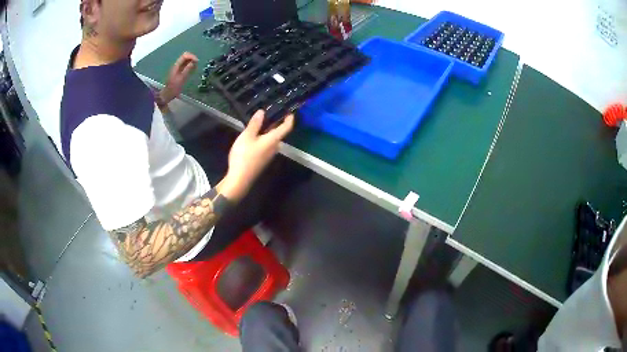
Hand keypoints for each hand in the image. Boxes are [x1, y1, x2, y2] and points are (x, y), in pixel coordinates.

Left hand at [159, 52, 197, 105]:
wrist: (167, 94)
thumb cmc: (174, 87)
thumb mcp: (182, 78)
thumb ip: (187, 69)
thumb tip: (193, 62)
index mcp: (177, 65)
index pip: (185, 55)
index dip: (192, 56)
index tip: (197, 61)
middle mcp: (177, 65)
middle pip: (185, 57)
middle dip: (192, 59)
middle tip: (197, 64)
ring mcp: (178, 68)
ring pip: (186, 61)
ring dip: (191, 62)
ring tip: (195, 67)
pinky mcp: (179, 72)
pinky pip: (185, 66)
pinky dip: (190, 66)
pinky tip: (192, 70)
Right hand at [219, 110, 294, 200]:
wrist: (240, 179)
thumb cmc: (244, 156)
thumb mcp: (247, 136)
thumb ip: (255, 124)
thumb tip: (262, 112)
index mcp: (274, 140)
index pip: (287, 127)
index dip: (290, 118)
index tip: (289, 111)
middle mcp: (275, 147)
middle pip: (279, 132)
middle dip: (276, 122)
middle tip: (269, 112)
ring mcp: (269, 154)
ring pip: (272, 139)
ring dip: (268, 130)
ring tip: (260, 121)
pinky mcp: (263, 159)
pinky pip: (266, 144)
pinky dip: (263, 137)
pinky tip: (254, 135)